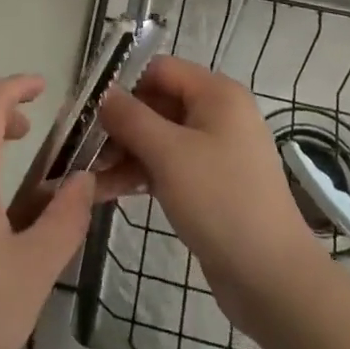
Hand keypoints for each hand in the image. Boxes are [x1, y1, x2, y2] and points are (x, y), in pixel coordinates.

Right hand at [97, 56, 325, 332]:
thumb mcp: (169, 154)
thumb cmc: (221, 202)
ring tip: (83, 173)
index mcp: (216, 94)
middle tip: (77, 142)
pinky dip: (138, 174)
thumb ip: (130, 117)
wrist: (272, 279)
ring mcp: (214, 151)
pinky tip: (103, 191)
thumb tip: (101, 93)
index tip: (84, 104)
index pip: (159, 69)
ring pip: (157, 138)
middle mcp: (217, 114)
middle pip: (156, 103)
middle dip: (116, 123)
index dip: (121, 82)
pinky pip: (166, 166)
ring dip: (122, 152)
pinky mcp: (208, 184)